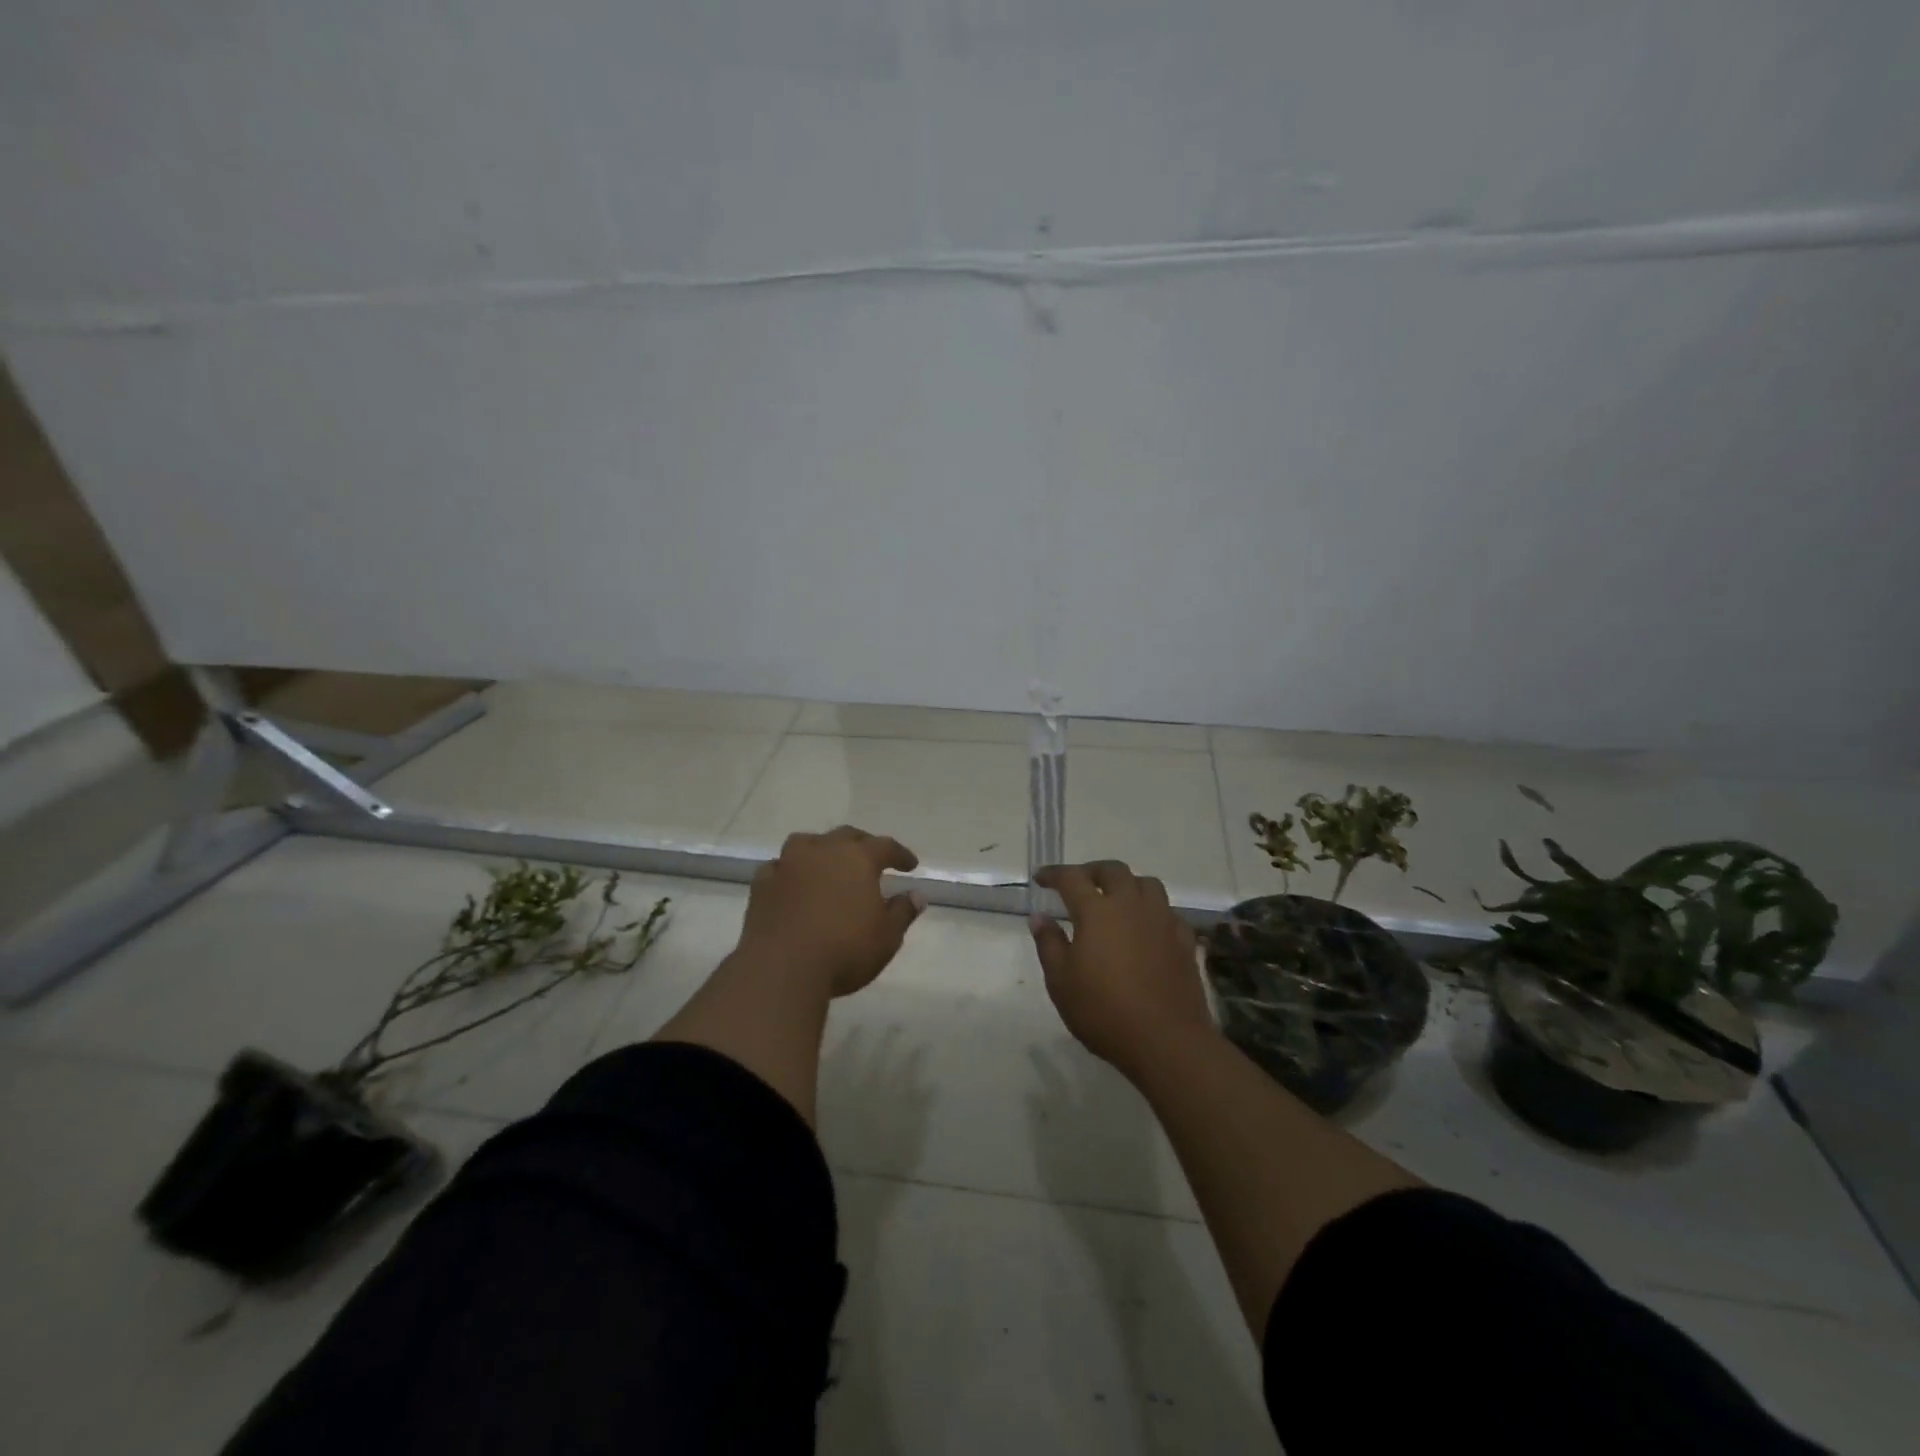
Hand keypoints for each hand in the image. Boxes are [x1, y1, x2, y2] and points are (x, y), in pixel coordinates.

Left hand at [735, 826, 926, 997]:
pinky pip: (779, 867)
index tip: (910, 866)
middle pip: (846, 836)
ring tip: (828, 863)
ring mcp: (788, 864)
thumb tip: (916, 895)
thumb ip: (902, 912)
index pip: (885, 846)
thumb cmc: (844, 950)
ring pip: (807, 843)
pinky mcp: (762, 884)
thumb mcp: (887, 936)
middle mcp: (823, 851)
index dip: (900, 854)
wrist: (782, 969)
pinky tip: (793, 884)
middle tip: (871, 858)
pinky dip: (790, 872)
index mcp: (858, 858)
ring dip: (821, 850)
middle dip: (862, 844)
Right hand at [1030, 861, 1214, 1075]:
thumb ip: (1049, 944)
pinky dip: (1153, 911)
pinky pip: (1168, 912)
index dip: (1054, 874)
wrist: (1167, 1041)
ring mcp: (1162, 920)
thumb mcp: (1061, 982)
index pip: (1072, 878)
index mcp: (1097, 911)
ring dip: (1127, 884)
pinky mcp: (1184, 940)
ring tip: (1116, 900)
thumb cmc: (1104, 1011)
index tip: (1041, 878)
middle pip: (1113, 870)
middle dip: (1092, 871)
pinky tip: (1147, 928)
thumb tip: (1040, 917)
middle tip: (1079, 884)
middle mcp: (1131, 905)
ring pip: (1146, 884)